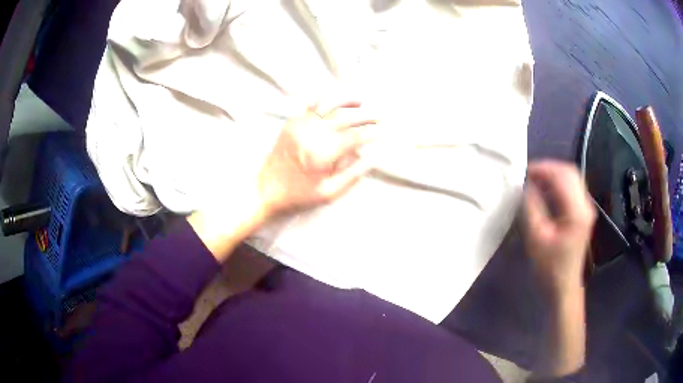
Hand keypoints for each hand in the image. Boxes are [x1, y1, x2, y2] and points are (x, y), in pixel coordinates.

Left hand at [189, 101, 376, 259]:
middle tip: (379, 116)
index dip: (371, 133)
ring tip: (362, 101)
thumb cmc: (298, 195)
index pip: (355, 137)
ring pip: (329, 105)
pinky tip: (337, 101)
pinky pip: (312, 105)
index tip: (383, 132)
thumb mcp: (329, 193)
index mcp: (322, 154)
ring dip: (347, 101)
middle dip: (365, 115)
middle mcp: (311, 134)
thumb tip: (372, 158)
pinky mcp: (291, 123)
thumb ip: (353, 174)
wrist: (265, 189)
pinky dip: (327, 100)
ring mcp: (300, 125)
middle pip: (345, 117)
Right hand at [523, 161, 596, 298]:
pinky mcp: (583, 212)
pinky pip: (572, 187)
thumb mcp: (537, 238)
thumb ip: (532, 207)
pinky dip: (558, 183)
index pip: (562, 176)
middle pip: (570, 172)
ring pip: (572, 177)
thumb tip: (526, 185)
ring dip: (553, 174)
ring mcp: (587, 207)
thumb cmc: (549, 267)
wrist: (564, 286)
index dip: (543, 169)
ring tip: (535, 180)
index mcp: (577, 211)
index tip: (524, 172)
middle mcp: (586, 204)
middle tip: (528, 174)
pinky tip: (545, 190)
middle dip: (548, 168)